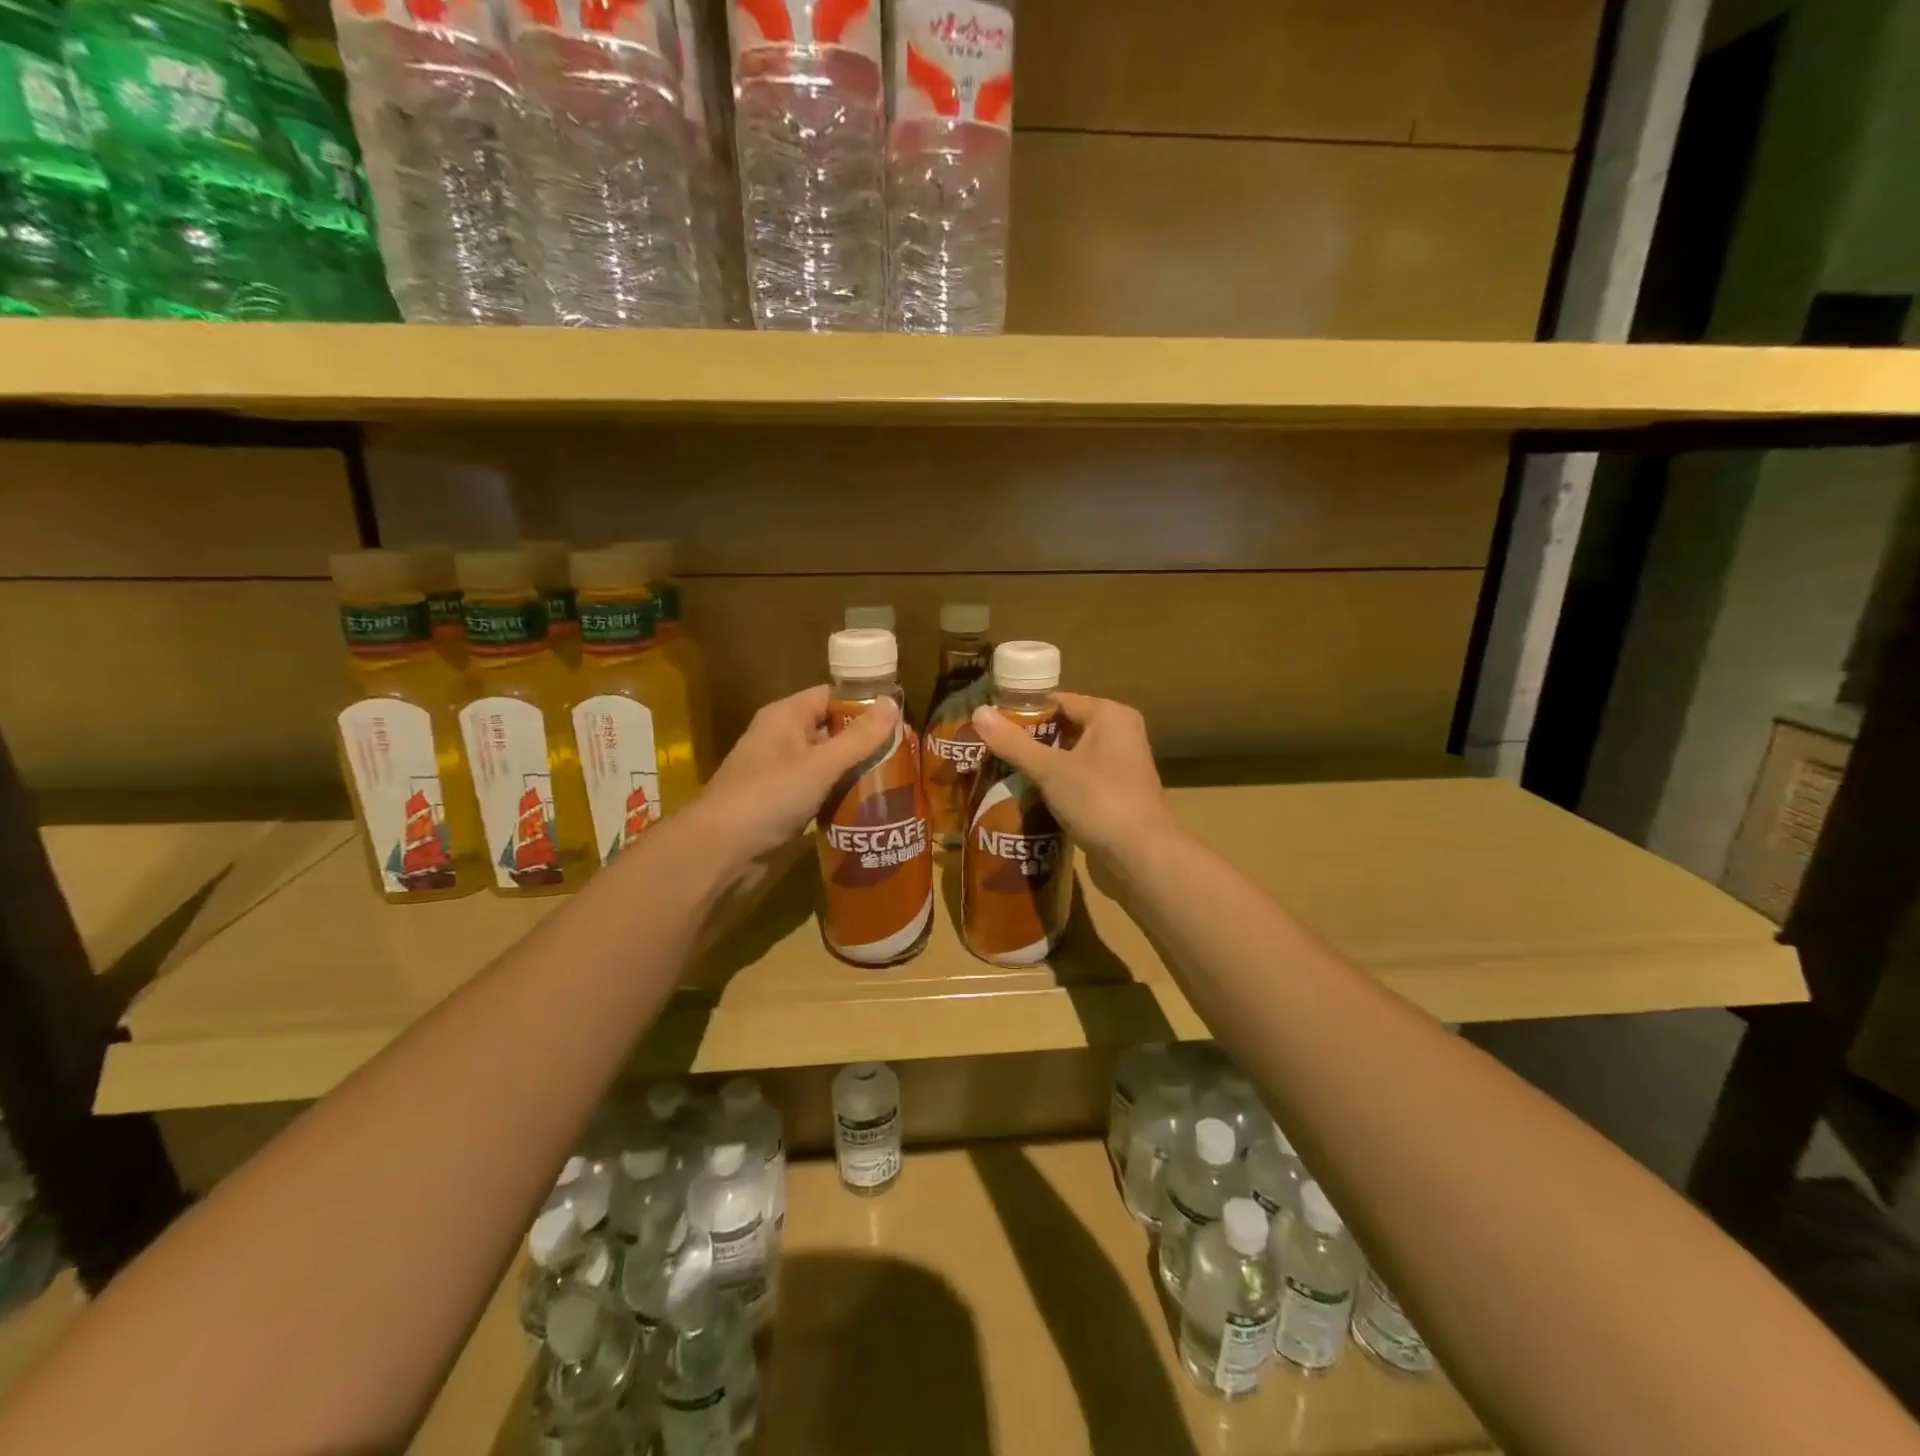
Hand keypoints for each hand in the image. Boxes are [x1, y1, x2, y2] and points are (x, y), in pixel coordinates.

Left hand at [690, 685, 898, 873]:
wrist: (719, 852)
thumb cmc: (769, 797)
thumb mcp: (821, 765)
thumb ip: (859, 738)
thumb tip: (893, 705)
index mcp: (785, 717)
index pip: (831, 697)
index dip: (863, 704)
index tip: (899, 720)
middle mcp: (782, 739)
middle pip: (831, 730)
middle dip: (865, 742)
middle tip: (904, 754)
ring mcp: (780, 774)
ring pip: (827, 764)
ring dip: (855, 772)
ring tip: (896, 781)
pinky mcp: (782, 805)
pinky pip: (819, 792)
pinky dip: (840, 796)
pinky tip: (869, 807)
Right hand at [970, 693, 1175, 863]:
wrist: (1142, 855)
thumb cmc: (1099, 800)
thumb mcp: (1050, 769)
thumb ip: (1014, 743)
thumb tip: (978, 712)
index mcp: (1110, 715)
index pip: (1058, 700)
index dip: (1023, 711)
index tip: (990, 723)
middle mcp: (1120, 733)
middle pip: (1065, 727)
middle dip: (1031, 739)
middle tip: (991, 749)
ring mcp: (1122, 765)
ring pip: (1072, 755)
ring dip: (1043, 764)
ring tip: (1003, 770)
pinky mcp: (1118, 793)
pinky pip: (1080, 778)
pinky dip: (1058, 784)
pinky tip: (1031, 795)